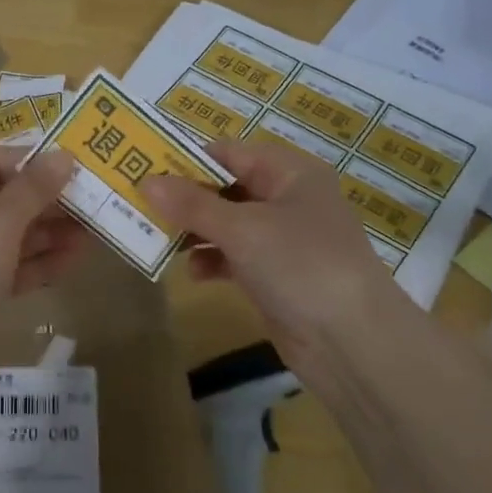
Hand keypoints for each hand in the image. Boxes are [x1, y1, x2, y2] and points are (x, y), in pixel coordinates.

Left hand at [0, 147, 82, 390]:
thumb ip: (34, 187)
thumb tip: (64, 156)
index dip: (28, 161)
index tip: (71, 168)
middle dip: (44, 200)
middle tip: (91, 200)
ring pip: (7, 236)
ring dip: (48, 232)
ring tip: (93, 229)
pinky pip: (8, 269)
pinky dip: (38, 263)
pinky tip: (74, 259)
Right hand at [140, 139, 419, 373]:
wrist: (351, 340)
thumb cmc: (300, 265)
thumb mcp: (242, 229)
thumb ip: (192, 205)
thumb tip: (146, 181)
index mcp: (290, 173)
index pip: (230, 152)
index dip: (188, 159)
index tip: (144, 167)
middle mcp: (288, 199)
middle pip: (226, 188)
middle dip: (186, 199)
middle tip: (140, 205)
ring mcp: (283, 240)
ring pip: (228, 224)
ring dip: (195, 232)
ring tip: (159, 240)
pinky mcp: (276, 275)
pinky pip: (235, 257)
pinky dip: (213, 261)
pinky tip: (194, 273)